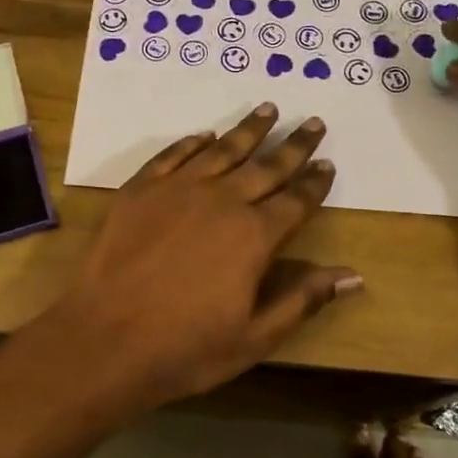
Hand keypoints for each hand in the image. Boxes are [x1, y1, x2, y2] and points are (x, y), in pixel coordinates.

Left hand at [51, 104, 361, 409]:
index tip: (327, 165)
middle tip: (313, 123)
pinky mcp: (140, 189)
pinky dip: (193, 142)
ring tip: (268, 109)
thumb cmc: (185, 348)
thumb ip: (303, 299)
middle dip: (293, 145)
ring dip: (248, 130)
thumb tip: (353, 276)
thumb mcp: (255, 337)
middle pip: (267, 166)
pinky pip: (174, 155)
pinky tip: (205, 135)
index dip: (314, 184)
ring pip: (223, 150)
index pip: (296, 201)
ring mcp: (177, 190)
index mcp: (255, 236)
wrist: (104, 340)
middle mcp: (222, 201)